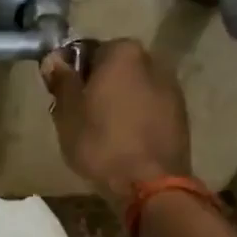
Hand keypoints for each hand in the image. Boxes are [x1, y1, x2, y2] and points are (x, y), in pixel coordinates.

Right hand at [41, 39, 192, 207]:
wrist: (149, 184)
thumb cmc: (101, 142)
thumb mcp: (67, 112)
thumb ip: (61, 80)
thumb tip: (54, 59)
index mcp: (123, 53)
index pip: (88, 51)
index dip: (72, 74)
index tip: (63, 97)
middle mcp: (153, 61)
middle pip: (114, 69)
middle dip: (97, 87)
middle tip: (79, 117)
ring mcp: (172, 89)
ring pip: (133, 89)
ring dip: (118, 103)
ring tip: (102, 133)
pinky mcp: (181, 116)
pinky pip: (149, 109)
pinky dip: (135, 118)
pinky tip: (124, 142)